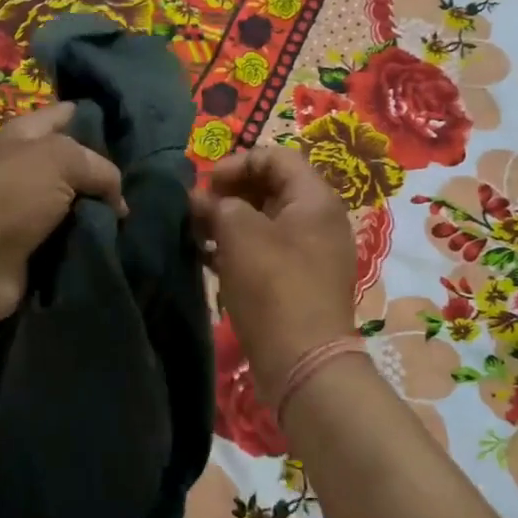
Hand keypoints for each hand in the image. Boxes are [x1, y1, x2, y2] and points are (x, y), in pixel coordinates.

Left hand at [0, 101, 125, 327]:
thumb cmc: (12, 194)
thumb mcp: (62, 160)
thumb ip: (100, 168)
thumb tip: (117, 200)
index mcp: (25, 136)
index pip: (65, 115)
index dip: (94, 116)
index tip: (130, 126)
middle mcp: (27, 169)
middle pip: (76, 165)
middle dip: (106, 172)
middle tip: (143, 180)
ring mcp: (29, 210)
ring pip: (78, 204)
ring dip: (102, 212)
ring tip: (137, 215)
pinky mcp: (34, 246)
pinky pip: (72, 238)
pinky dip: (92, 241)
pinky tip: (119, 240)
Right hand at [189, 145, 358, 410]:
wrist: (303, 362)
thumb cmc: (273, 286)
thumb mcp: (239, 234)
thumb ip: (217, 206)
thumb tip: (200, 200)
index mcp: (314, 198)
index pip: (275, 156)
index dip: (237, 163)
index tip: (205, 185)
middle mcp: (320, 219)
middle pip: (272, 187)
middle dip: (230, 193)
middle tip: (198, 210)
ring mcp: (312, 252)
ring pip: (267, 221)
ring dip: (231, 221)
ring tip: (198, 234)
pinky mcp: (300, 280)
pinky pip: (268, 249)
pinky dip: (239, 248)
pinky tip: (210, 259)